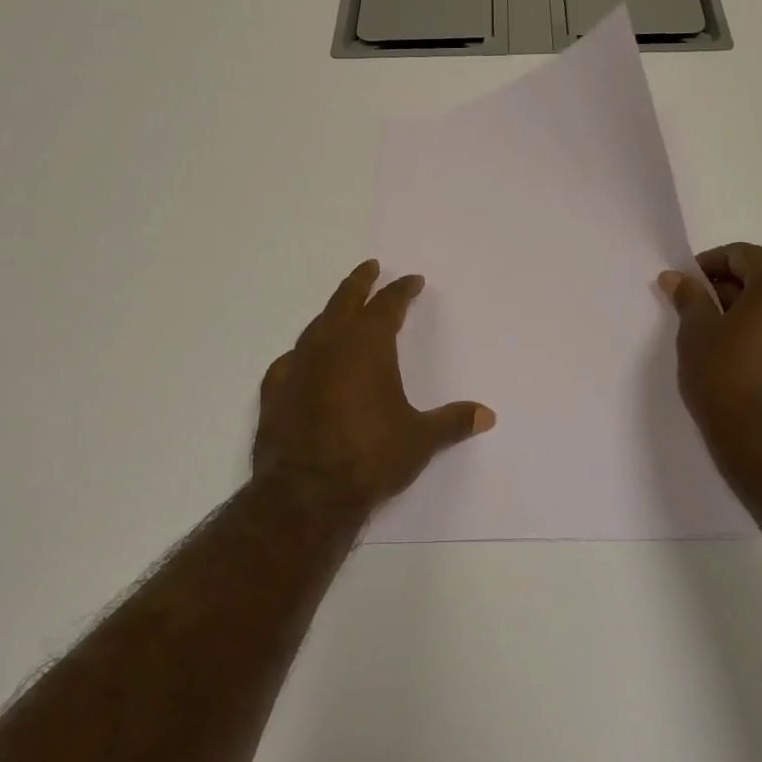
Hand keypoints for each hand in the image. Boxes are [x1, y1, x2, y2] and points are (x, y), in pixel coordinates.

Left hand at [254, 260, 494, 511]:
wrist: (306, 494)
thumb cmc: (370, 457)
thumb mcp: (420, 440)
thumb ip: (453, 422)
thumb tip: (488, 415)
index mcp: (368, 346)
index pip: (388, 305)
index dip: (402, 290)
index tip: (413, 281)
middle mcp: (330, 345)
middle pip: (345, 300)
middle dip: (360, 281)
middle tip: (370, 267)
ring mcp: (298, 366)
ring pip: (316, 325)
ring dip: (332, 313)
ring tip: (341, 310)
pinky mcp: (274, 391)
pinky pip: (290, 360)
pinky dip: (302, 353)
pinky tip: (303, 359)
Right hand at [659, 244, 761, 454]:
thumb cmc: (725, 377)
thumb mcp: (696, 332)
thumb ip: (689, 297)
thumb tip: (676, 277)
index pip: (742, 255)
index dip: (709, 265)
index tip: (686, 286)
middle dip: (730, 286)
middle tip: (698, 309)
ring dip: (750, 307)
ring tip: (718, 332)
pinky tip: (743, 351)